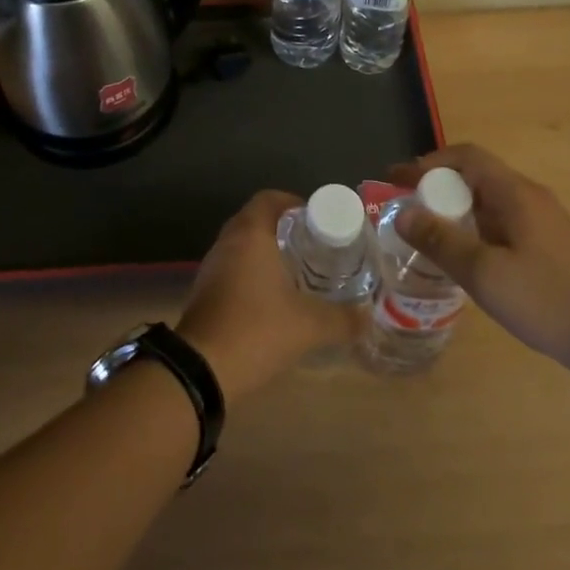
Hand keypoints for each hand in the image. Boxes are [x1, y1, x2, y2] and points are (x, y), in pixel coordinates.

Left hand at [177, 190, 355, 402]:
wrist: (201, 371)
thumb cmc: (257, 331)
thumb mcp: (309, 326)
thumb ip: (343, 319)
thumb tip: (368, 317)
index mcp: (250, 235)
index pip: (269, 198)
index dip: (293, 203)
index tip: (317, 221)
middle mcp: (227, 242)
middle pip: (256, 220)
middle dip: (284, 229)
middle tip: (313, 246)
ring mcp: (212, 267)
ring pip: (242, 245)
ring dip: (266, 252)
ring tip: (298, 271)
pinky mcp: (205, 292)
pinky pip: (233, 268)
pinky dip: (252, 273)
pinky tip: (273, 298)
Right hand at [388, 144, 569, 366]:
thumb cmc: (546, 300)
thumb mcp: (484, 273)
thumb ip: (441, 241)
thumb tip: (404, 213)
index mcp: (515, 193)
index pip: (465, 157)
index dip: (428, 163)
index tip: (396, 179)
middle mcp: (529, 196)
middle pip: (475, 175)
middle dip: (436, 186)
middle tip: (405, 208)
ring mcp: (541, 220)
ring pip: (487, 200)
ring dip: (454, 207)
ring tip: (425, 231)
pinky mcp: (547, 243)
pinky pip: (500, 220)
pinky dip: (472, 226)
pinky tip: (462, 255)